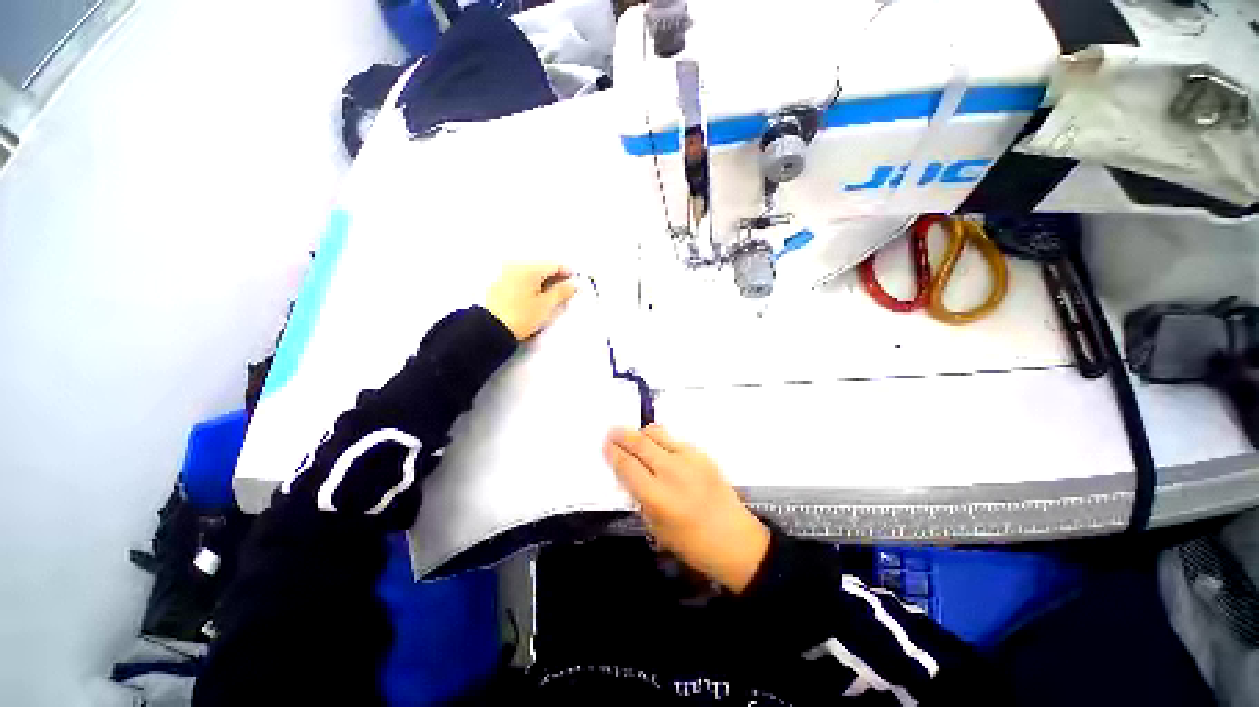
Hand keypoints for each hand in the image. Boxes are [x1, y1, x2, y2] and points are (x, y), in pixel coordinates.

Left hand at [484, 264, 577, 340]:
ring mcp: (506, 274)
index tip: (575, 285)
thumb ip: (562, 292)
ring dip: (543, 284)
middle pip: (542, 268)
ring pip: (531, 275)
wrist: (490, 329)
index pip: (555, 265)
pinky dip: (531, 287)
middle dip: (555, 279)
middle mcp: (517, 266)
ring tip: (550, 300)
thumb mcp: (546, 305)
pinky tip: (534, 300)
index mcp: (530, 268)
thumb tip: (573, 284)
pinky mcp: (499, 285)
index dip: (568, 274)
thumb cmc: (522, 316)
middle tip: (564, 294)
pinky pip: (521, 281)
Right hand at [603, 424, 770, 592]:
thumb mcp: (657, 528)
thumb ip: (640, 498)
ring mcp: (689, 459)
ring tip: (634, 436)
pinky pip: (675, 440)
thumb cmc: (692, 544)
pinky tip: (659, 447)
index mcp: (657, 497)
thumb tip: (629, 474)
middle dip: (622, 435)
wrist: (735, 540)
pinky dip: (662, 440)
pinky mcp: (702, 454)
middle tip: (612, 431)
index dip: (614, 453)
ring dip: (642, 433)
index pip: (627, 466)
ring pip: (658, 434)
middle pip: (640, 444)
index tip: (605, 445)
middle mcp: (671, 472)